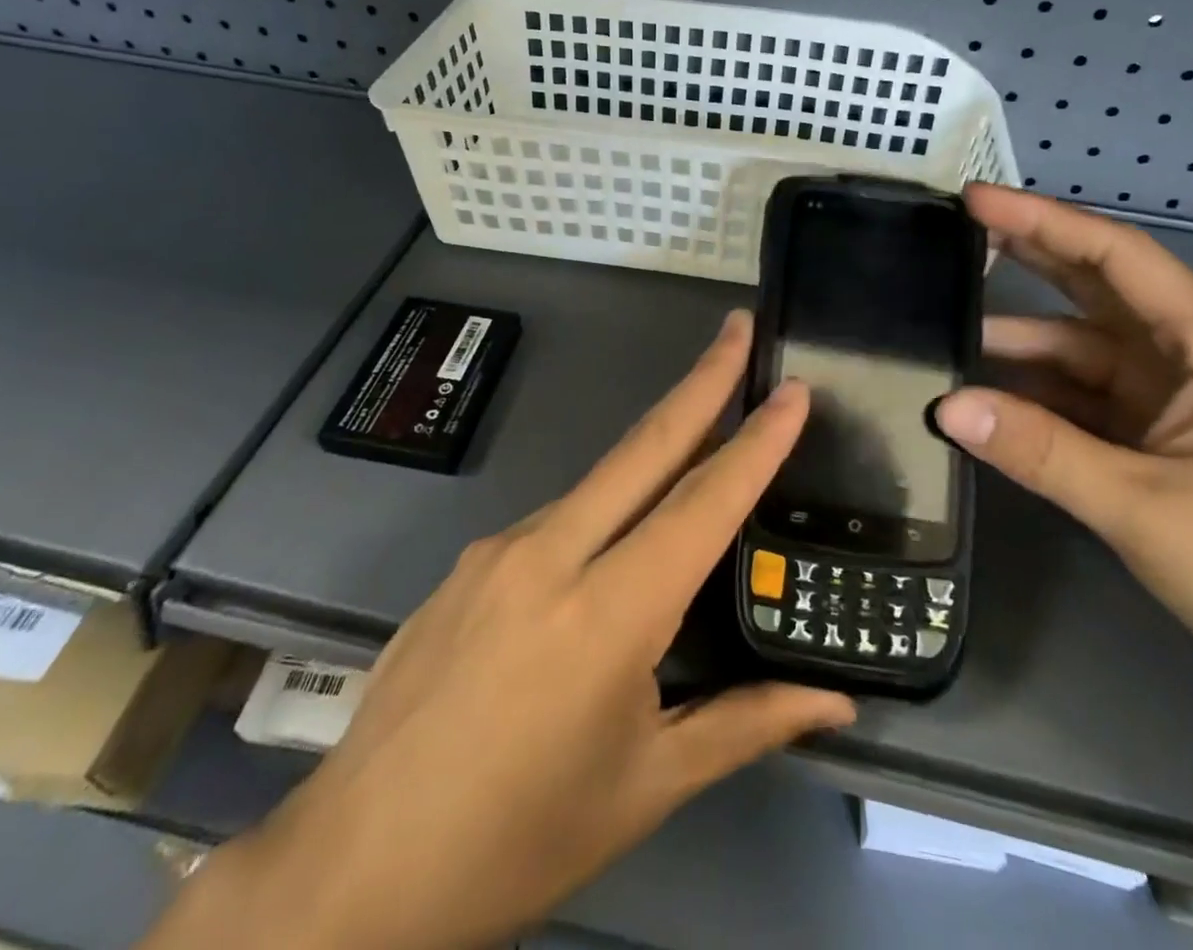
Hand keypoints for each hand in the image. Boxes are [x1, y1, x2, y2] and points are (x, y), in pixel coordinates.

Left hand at [146, 310, 852, 949]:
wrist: (357, 867)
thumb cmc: (521, 837)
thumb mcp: (648, 787)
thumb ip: (746, 726)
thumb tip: (834, 704)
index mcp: (608, 615)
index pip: (703, 504)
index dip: (757, 442)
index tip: (792, 388)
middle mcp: (551, 555)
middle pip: (645, 446)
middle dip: (701, 379)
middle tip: (738, 325)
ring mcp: (500, 549)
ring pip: (599, 480)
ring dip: (655, 446)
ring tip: (701, 432)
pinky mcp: (469, 560)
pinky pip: (556, 518)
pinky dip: (603, 508)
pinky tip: (611, 545)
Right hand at [936, 184, 1192, 719]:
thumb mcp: (1143, 508)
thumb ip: (1039, 451)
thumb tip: (945, 407)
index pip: (1115, 257)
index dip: (1041, 221)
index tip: (974, 198)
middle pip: (1100, 290)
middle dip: (1029, 260)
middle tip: (953, 241)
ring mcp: (1185, 400)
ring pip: (1089, 352)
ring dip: (1027, 347)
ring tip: (948, 338)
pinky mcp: (1174, 440)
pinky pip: (1094, 400)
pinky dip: (1045, 398)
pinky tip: (994, 401)